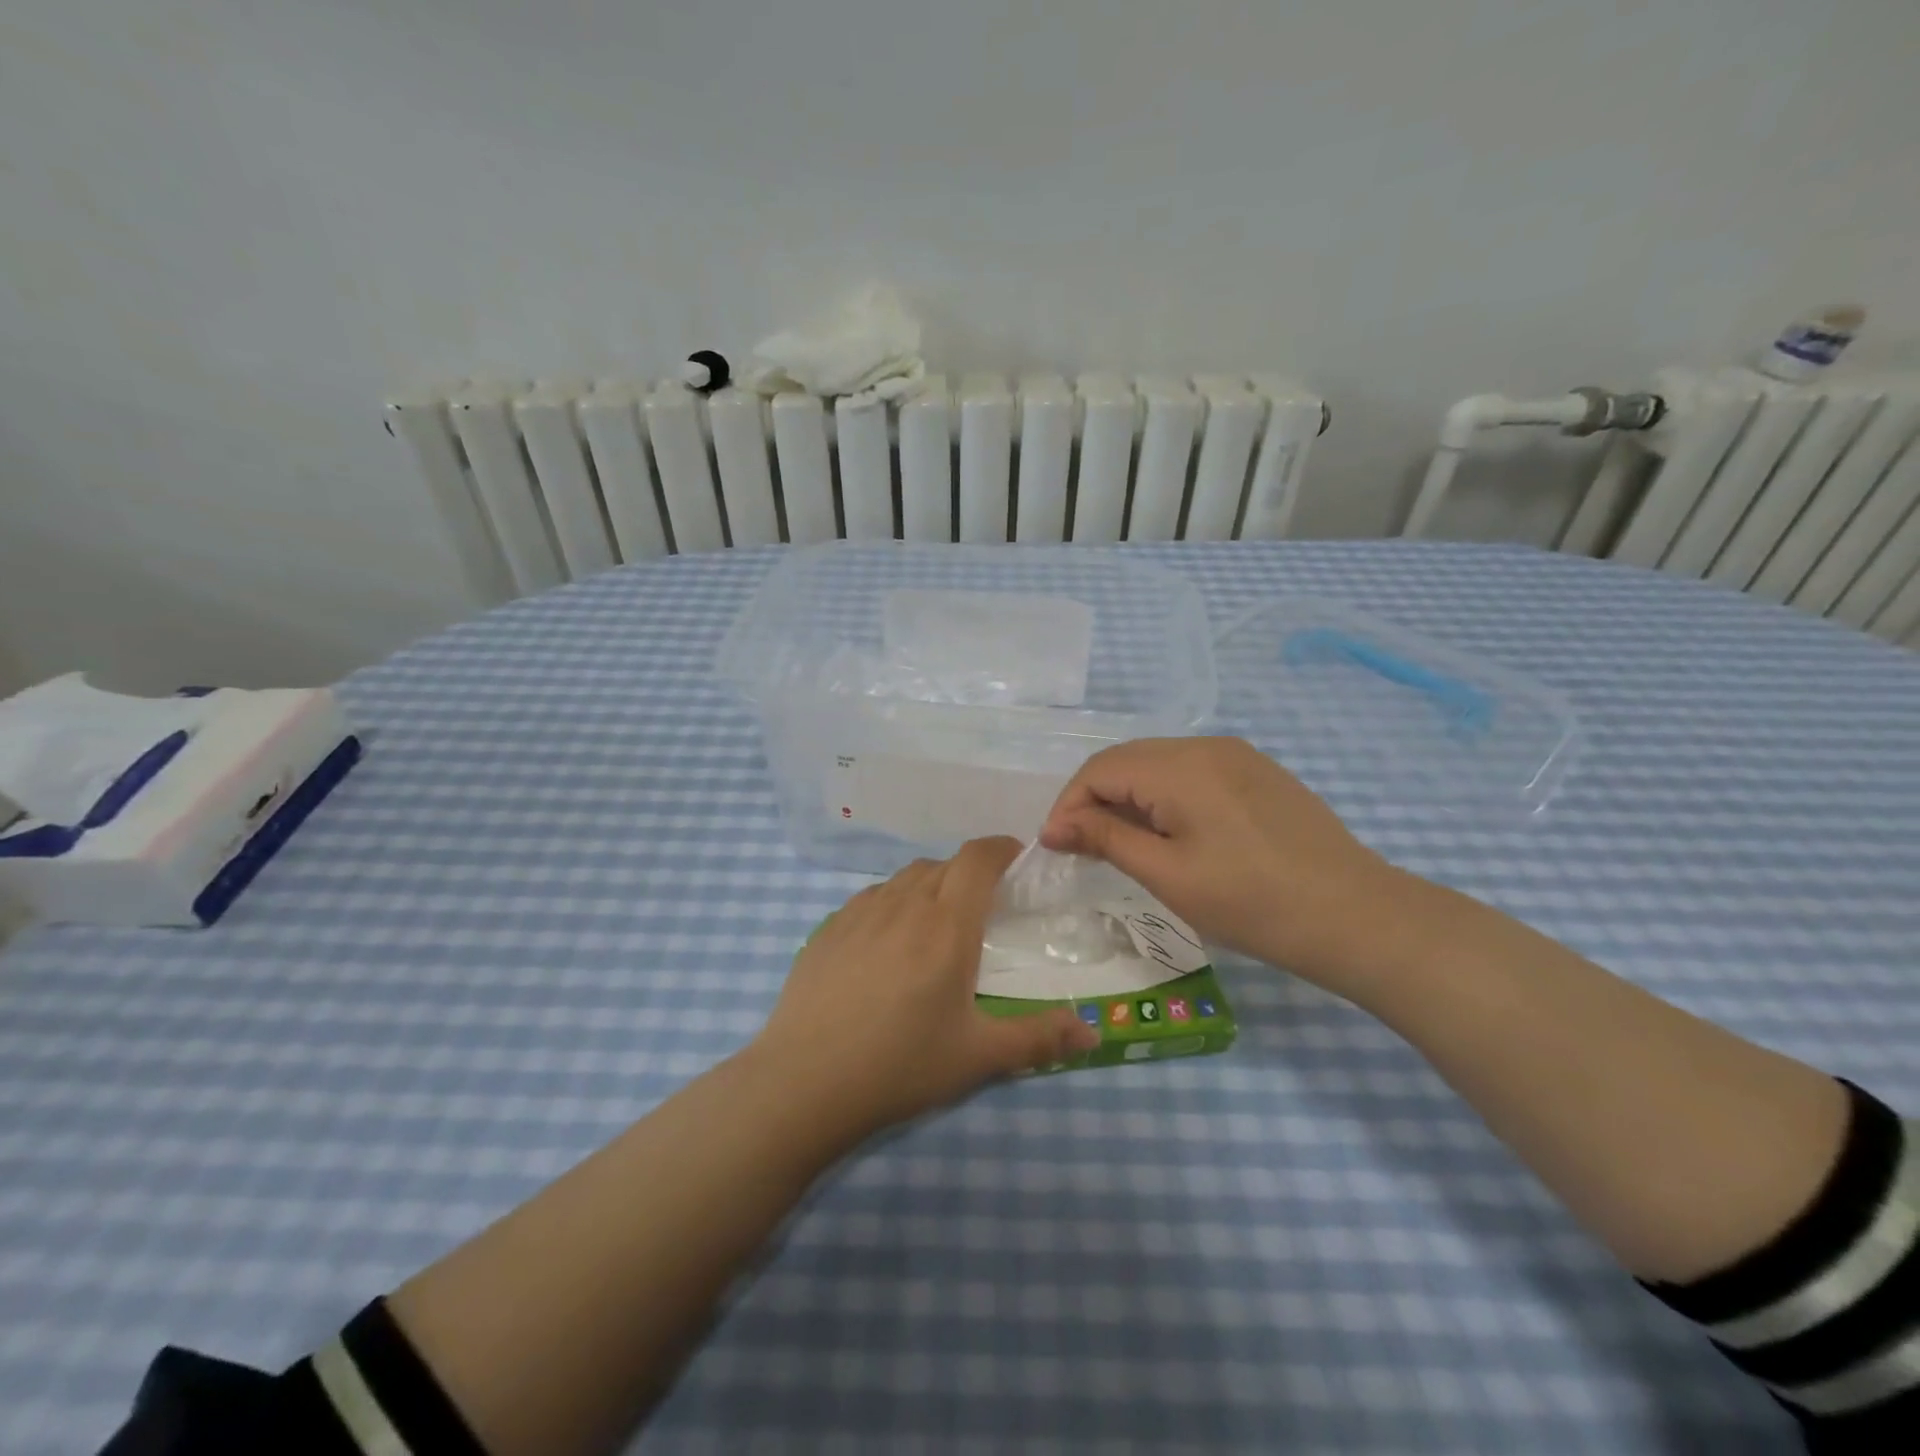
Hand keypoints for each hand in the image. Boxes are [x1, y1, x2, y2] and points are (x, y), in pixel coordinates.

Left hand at [754, 838, 1100, 1134]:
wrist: (803, 1081)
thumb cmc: (899, 1065)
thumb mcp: (977, 1057)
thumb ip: (1038, 1039)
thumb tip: (1092, 1033)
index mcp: (946, 924)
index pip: (978, 858)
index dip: (1001, 848)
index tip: (1017, 858)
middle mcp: (904, 903)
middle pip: (944, 865)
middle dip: (969, 874)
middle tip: (982, 909)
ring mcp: (860, 912)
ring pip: (906, 878)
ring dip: (930, 886)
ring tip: (935, 924)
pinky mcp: (829, 927)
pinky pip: (872, 897)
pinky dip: (893, 903)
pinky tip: (887, 943)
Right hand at [1039, 737, 1411, 989]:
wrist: (1356, 916)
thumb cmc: (1252, 902)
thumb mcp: (1168, 874)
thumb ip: (1106, 839)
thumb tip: (1056, 826)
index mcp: (1180, 766)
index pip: (1100, 769)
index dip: (1069, 805)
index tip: (1055, 847)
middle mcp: (1206, 745)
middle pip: (1127, 759)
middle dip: (1094, 799)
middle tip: (1081, 848)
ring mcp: (1237, 756)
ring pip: (1158, 764)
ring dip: (1128, 797)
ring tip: (1120, 844)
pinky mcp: (1257, 773)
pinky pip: (1191, 772)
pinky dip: (1162, 796)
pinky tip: (1167, 833)